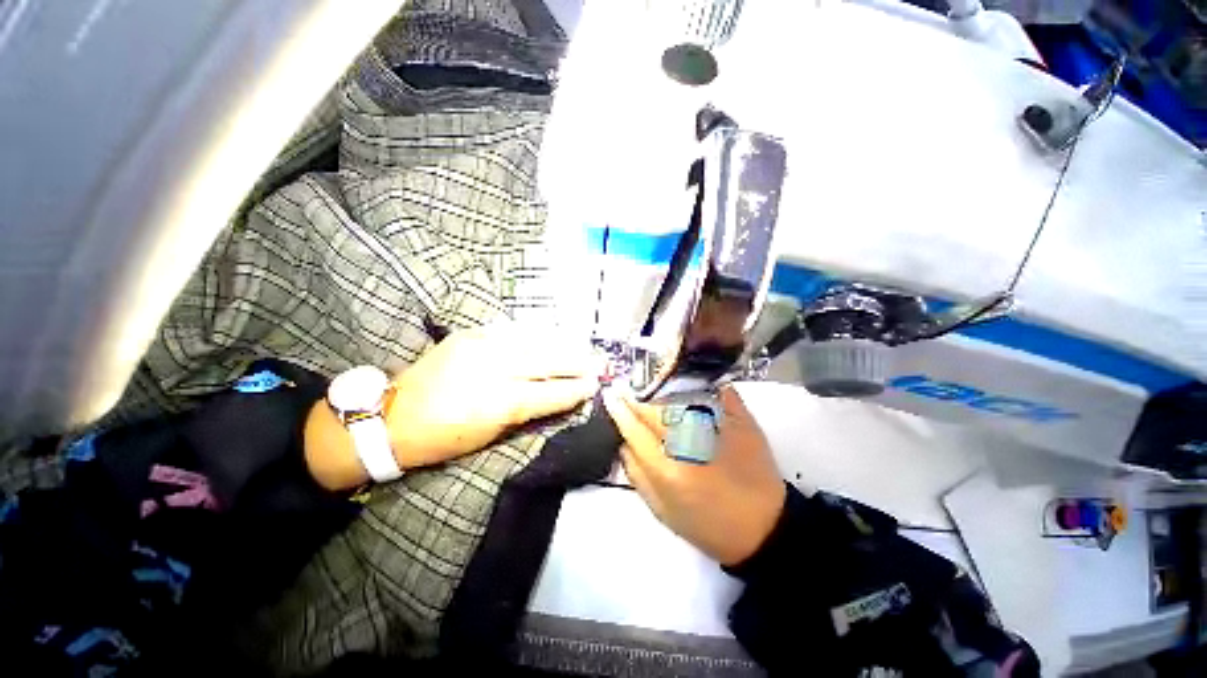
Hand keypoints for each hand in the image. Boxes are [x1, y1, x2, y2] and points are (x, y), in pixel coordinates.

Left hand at [386, 323, 600, 466]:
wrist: (393, 416)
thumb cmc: (444, 438)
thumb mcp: (490, 435)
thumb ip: (527, 411)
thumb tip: (556, 396)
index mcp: (501, 402)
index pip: (552, 392)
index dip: (577, 389)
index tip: (595, 385)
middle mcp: (496, 368)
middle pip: (549, 361)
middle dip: (579, 362)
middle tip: (600, 362)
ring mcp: (482, 346)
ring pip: (535, 341)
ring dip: (562, 345)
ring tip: (581, 348)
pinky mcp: (470, 334)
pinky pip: (512, 330)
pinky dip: (535, 334)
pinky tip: (549, 336)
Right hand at [603, 386, 785, 565]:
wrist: (763, 527)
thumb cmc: (706, 525)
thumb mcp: (662, 511)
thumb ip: (636, 474)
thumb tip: (622, 441)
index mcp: (669, 471)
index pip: (635, 430)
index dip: (620, 411)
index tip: (610, 396)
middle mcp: (691, 445)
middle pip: (656, 410)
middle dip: (639, 399)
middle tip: (630, 391)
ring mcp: (718, 429)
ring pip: (680, 398)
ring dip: (663, 393)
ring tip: (654, 391)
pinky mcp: (742, 421)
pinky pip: (715, 393)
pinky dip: (698, 387)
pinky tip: (688, 386)